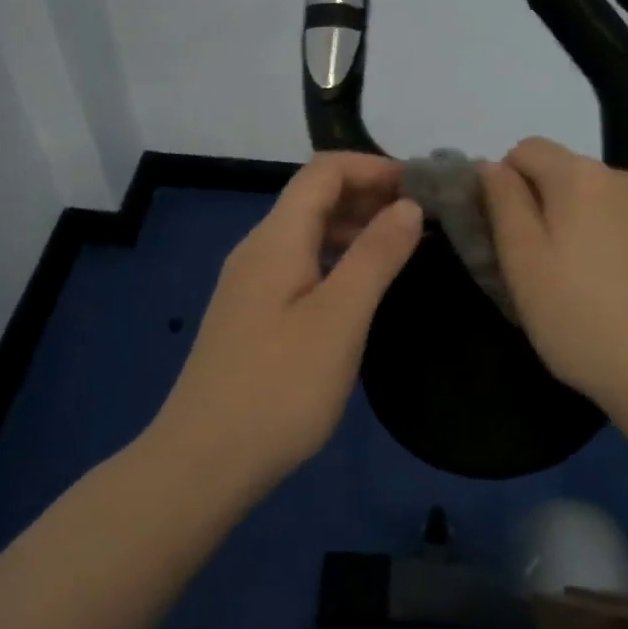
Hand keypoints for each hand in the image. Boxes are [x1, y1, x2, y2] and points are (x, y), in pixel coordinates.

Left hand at [153, 152, 422, 485]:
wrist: (203, 461)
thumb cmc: (279, 386)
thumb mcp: (340, 318)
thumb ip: (375, 256)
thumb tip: (407, 205)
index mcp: (276, 238)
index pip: (324, 171)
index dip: (374, 166)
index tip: (422, 186)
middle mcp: (258, 249)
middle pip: (313, 197)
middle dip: (368, 194)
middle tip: (424, 217)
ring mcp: (250, 284)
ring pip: (306, 233)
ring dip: (354, 227)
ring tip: (403, 247)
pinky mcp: (251, 316)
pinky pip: (299, 265)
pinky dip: (336, 259)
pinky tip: (361, 288)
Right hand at [481, 137, 627, 426]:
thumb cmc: (585, 325)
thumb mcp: (523, 268)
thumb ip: (504, 205)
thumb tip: (492, 165)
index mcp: (581, 179)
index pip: (529, 150)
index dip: (511, 183)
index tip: (516, 233)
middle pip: (579, 178)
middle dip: (561, 209)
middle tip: (560, 270)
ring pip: (623, 204)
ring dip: (607, 227)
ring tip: (610, 286)